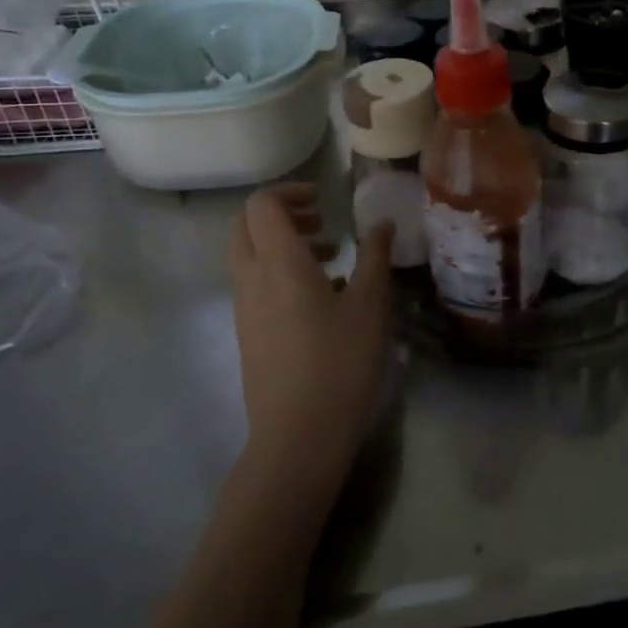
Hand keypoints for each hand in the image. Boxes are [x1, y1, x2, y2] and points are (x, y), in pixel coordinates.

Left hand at [227, 184, 392, 502]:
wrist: (298, 436)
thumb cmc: (340, 362)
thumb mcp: (371, 305)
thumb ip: (376, 257)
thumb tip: (382, 224)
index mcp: (279, 263)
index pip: (262, 205)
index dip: (290, 192)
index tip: (324, 200)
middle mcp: (252, 279)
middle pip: (245, 226)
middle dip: (281, 214)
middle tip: (322, 223)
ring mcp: (244, 309)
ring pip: (249, 256)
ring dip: (282, 245)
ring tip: (331, 260)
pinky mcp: (247, 335)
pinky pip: (255, 285)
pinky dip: (279, 273)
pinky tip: (321, 299)